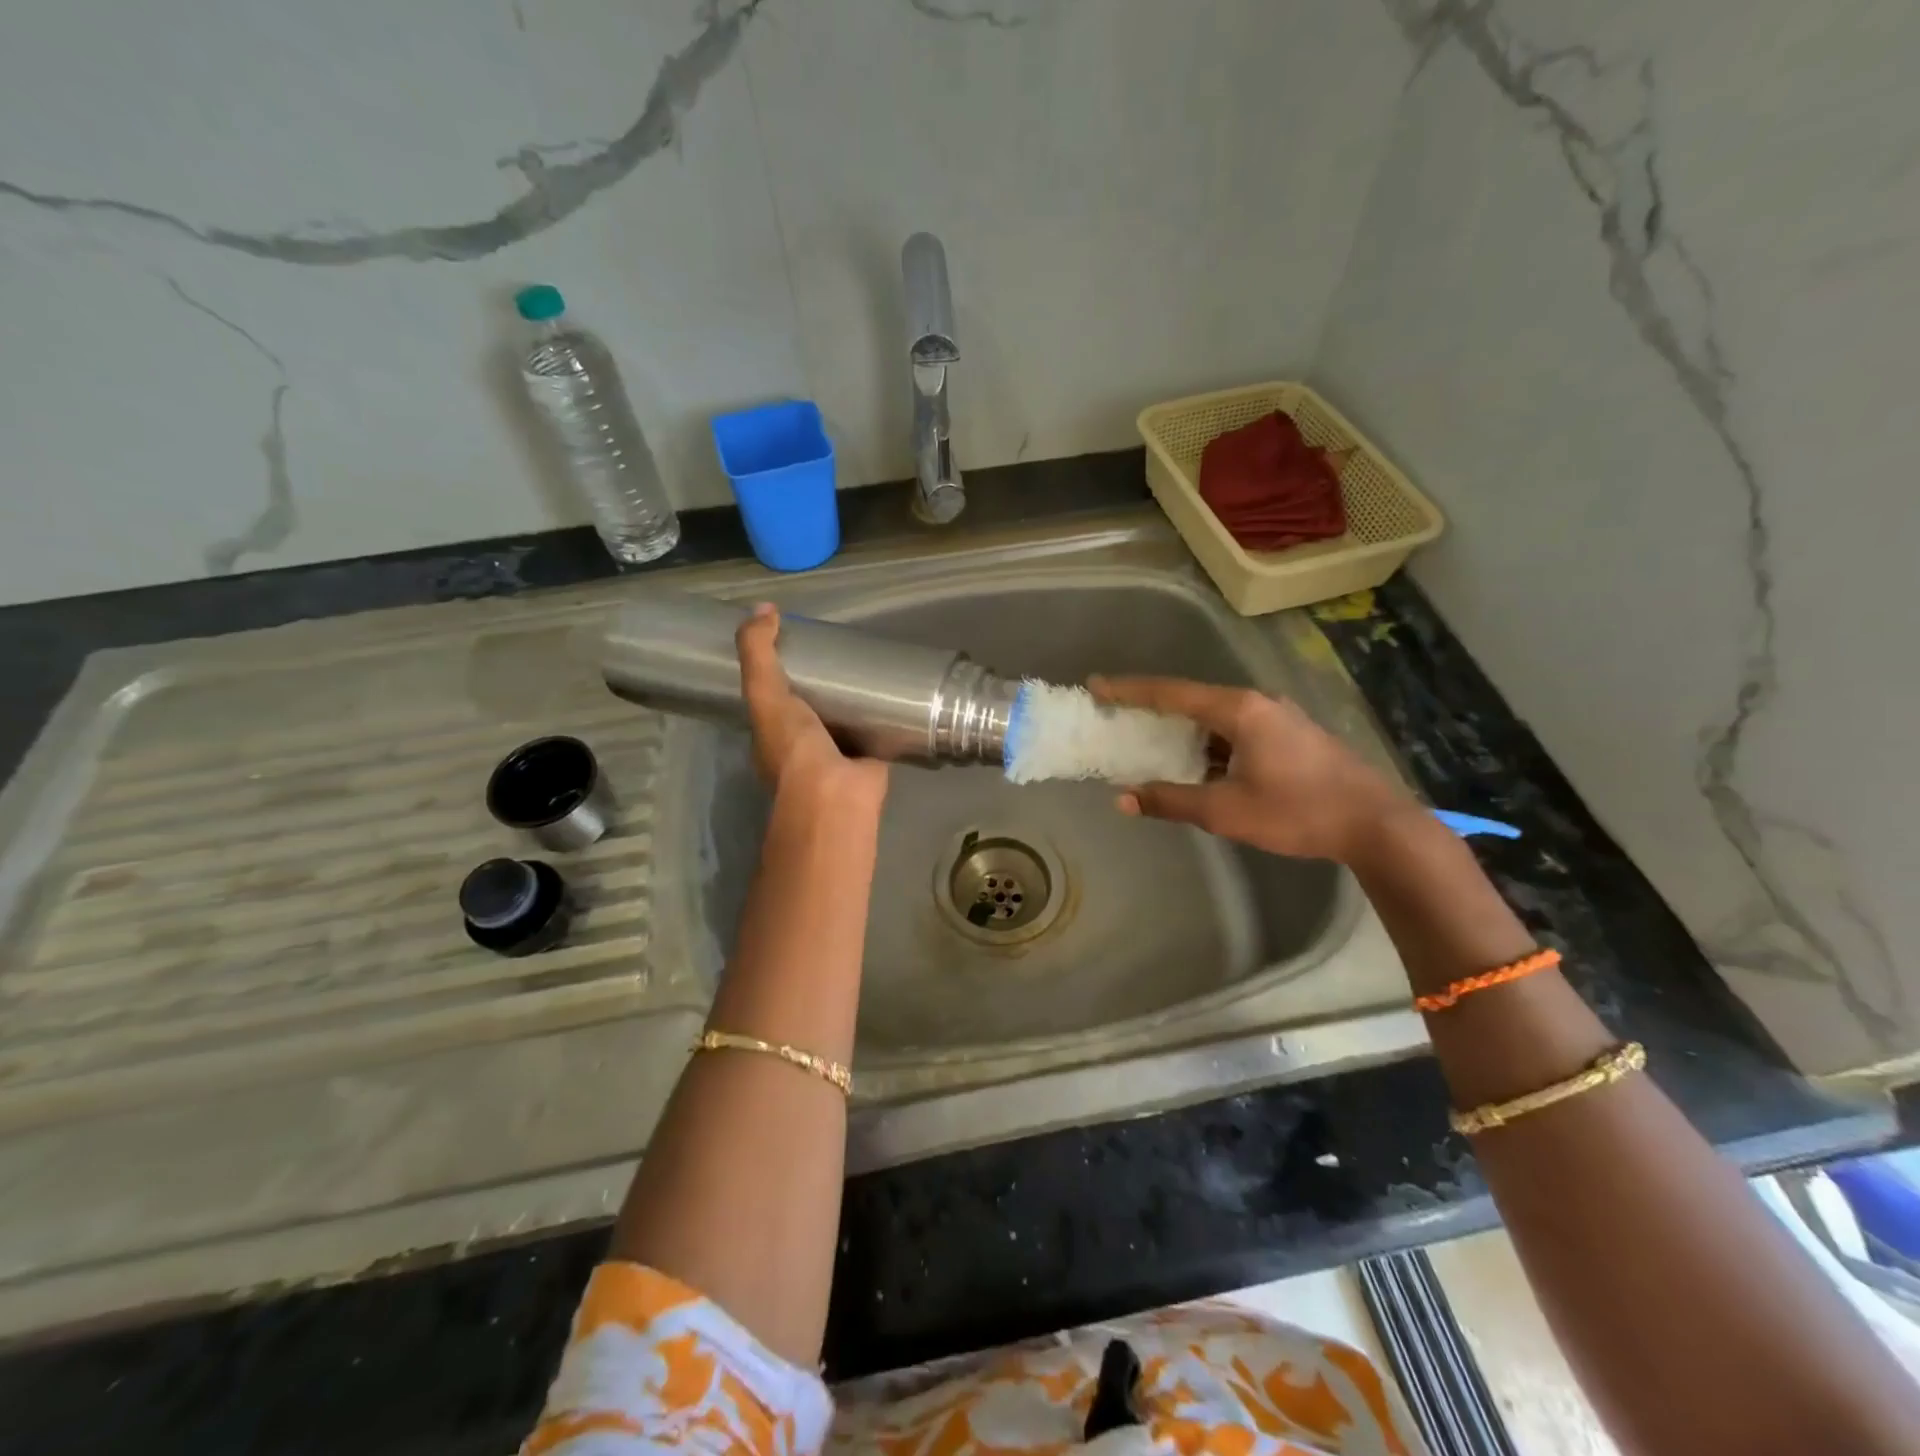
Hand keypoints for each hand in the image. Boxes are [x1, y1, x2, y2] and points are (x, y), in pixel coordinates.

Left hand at [736, 604, 887, 802]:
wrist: (836, 792)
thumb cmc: (793, 747)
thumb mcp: (764, 692)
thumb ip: (758, 653)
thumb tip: (764, 608)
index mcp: (771, 735)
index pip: (771, 698)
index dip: (780, 671)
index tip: (797, 643)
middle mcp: (801, 748)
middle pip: (810, 707)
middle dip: (822, 683)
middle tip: (839, 649)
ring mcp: (837, 756)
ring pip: (843, 719)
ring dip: (853, 700)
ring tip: (868, 663)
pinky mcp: (870, 759)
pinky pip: (875, 731)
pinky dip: (882, 716)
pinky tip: (895, 693)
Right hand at [1088, 675, 1416, 863]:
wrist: (1375, 823)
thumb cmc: (1297, 811)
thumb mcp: (1226, 811)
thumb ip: (1171, 801)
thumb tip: (1123, 799)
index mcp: (1238, 710)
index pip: (1171, 693)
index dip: (1129, 690)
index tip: (1096, 685)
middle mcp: (1256, 703)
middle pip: (1192, 699)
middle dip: (1153, 708)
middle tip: (1118, 715)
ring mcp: (1277, 717)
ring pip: (1215, 717)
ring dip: (1182, 729)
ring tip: (1151, 742)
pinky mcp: (1289, 736)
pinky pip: (1234, 730)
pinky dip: (1208, 742)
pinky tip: (1197, 763)